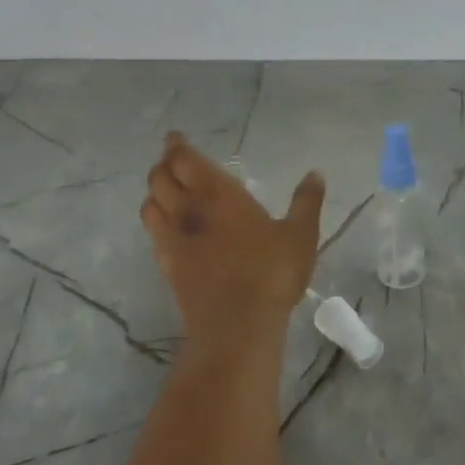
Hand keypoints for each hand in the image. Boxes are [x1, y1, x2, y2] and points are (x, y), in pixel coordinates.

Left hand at [142, 134, 326, 352]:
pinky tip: (168, 229)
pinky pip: (153, 235)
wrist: (236, 326)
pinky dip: (156, 223)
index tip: (175, 138)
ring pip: (149, 206)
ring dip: (154, 192)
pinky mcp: (168, 268)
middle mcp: (188, 211)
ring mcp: (173, 241)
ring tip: (165, 190)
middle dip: (163, 166)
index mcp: (218, 194)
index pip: (185, 160)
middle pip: (159, 179)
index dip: (176, 146)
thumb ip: (306, 202)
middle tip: (173, 161)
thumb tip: (315, 174)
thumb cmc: (270, 272)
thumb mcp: (300, 234)